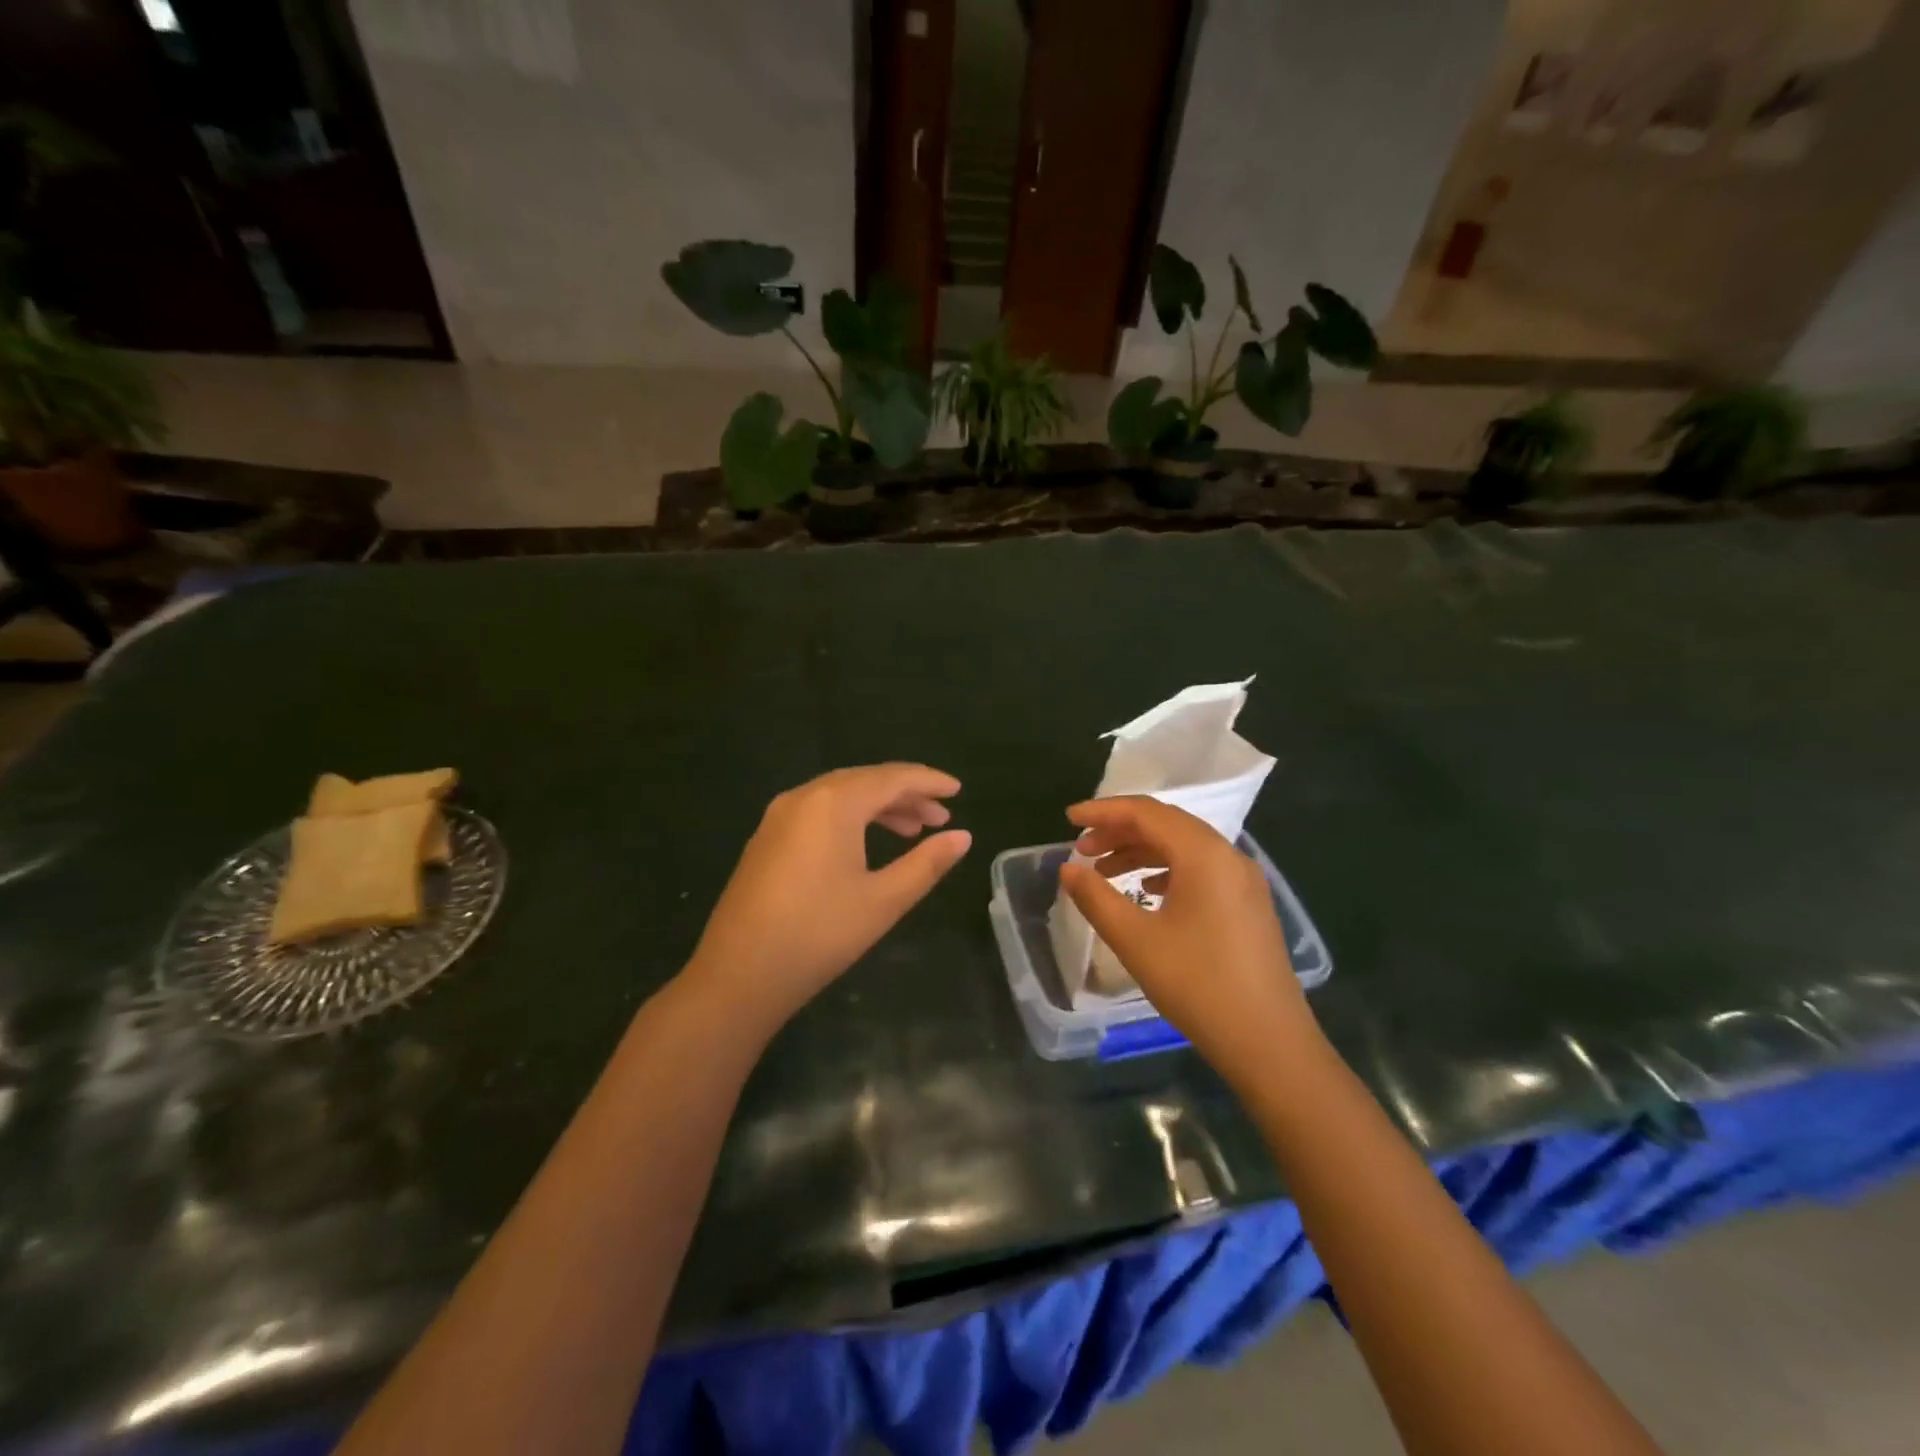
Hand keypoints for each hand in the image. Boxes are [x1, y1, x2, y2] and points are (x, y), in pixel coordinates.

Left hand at [686, 764, 970, 1025]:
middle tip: (940, 817)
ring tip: (912, 831)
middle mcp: (804, 797)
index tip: (958, 791)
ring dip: (879, 807)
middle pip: (865, 781)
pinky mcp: (767, 838)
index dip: (929, 782)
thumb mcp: (883, 900)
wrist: (738, 975)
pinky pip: (819, 812)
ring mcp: (779, 816)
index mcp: (834, 803)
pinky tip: (866, 843)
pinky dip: (851, 818)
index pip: (892, 778)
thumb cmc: (819, 934)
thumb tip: (963, 837)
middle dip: (906, 794)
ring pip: (840, 796)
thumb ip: (926, 863)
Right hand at [1060, 796, 1316, 1079]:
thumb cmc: (1197, 985)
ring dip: (1141, 851)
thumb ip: (1096, 898)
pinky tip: (1146, 891)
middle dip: (1120, 830)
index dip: (1103, 811)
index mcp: (1204, 854)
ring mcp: (1244, 880)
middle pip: (1167, 824)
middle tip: (1082, 848)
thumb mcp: (1136, 940)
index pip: (1146, 813)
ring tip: (1104, 871)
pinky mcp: (1249, 904)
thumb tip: (1067, 868)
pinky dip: (1166, 869)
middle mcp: (1228, 856)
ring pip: (1184, 847)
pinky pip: (1201, 869)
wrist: (1269, 1041)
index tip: (1068, 819)